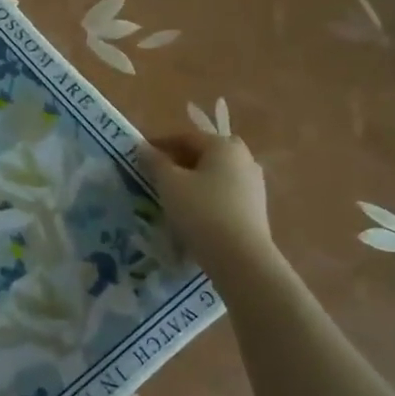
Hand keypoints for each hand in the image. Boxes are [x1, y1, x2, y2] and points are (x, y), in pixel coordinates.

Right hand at [138, 129, 275, 270]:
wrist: (240, 257)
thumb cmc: (201, 211)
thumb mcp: (169, 184)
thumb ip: (155, 162)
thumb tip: (143, 147)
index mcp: (224, 145)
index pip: (186, 138)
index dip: (160, 145)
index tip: (139, 157)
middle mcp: (244, 158)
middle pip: (203, 155)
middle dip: (178, 163)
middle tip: (155, 176)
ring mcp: (254, 184)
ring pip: (214, 175)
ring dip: (192, 181)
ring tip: (170, 196)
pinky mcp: (255, 208)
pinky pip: (224, 194)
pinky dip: (205, 197)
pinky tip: (191, 213)